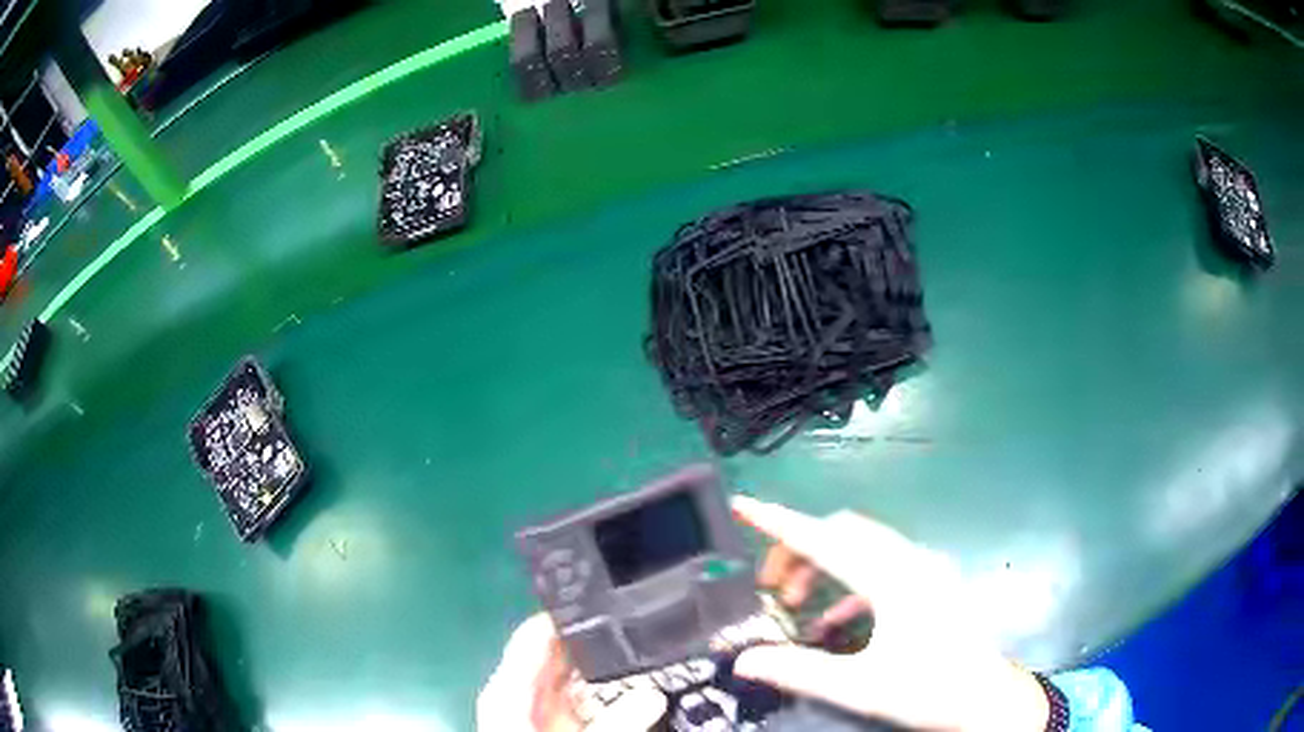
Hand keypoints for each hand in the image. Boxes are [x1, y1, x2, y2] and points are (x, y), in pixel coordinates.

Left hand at [477, 614, 667, 731]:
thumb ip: (614, 723)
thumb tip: (655, 693)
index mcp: (512, 687)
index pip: (537, 634)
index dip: (573, 614)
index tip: (618, 596)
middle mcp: (529, 692)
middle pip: (566, 653)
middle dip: (606, 640)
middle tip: (654, 623)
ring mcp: (550, 711)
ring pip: (585, 678)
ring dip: (617, 669)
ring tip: (661, 649)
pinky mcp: (570, 725)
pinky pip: (596, 701)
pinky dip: (618, 694)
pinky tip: (651, 687)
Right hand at [732, 496, 1048, 731]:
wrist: (986, 699)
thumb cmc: (929, 690)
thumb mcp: (859, 687)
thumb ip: (798, 671)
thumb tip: (744, 661)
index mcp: (893, 579)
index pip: (824, 540)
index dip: (779, 522)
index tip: (743, 505)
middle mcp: (910, 561)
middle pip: (842, 533)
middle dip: (799, 550)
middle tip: (770, 586)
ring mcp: (924, 569)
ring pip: (861, 546)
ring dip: (823, 566)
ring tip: (796, 603)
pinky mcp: (930, 582)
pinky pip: (880, 566)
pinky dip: (848, 585)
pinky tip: (835, 621)